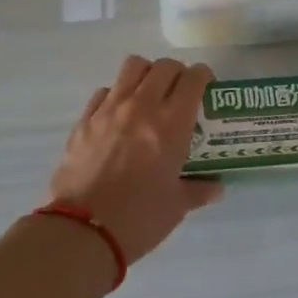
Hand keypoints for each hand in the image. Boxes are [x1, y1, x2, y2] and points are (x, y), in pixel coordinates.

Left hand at [48, 55, 223, 263]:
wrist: (81, 232)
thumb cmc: (138, 219)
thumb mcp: (176, 206)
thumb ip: (198, 190)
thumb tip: (217, 188)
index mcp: (171, 123)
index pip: (193, 78)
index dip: (204, 77)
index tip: (206, 89)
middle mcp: (142, 106)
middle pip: (164, 66)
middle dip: (177, 73)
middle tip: (180, 93)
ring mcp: (110, 109)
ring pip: (133, 66)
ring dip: (146, 74)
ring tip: (149, 94)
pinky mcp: (85, 120)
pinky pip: (105, 91)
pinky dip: (116, 95)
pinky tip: (118, 116)